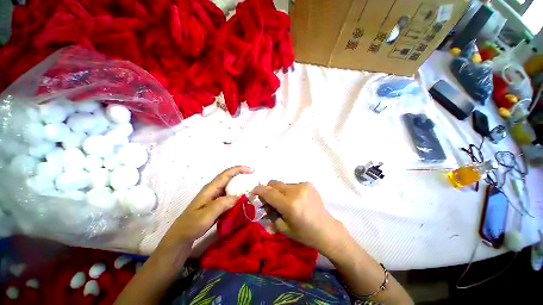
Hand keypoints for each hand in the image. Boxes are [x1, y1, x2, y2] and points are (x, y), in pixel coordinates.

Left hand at [162, 166, 252, 244]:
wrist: (181, 237)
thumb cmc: (192, 225)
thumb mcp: (206, 215)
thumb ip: (222, 204)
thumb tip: (239, 197)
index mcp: (211, 188)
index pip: (226, 174)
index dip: (239, 169)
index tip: (251, 170)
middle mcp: (213, 189)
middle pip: (229, 178)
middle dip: (242, 176)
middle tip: (254, 179)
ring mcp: (215, 197)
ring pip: (230, 187)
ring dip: (240, 185)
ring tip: (252, 188)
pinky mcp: (216, 204)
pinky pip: (230, 196)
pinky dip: (238, 195)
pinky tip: (243, 200)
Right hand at [253, 181, 347, 253]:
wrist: (327, 230)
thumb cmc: (304, 234)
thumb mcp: (283, 228)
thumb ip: (271, 212)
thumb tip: (264, 202)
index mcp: (289, 205)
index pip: (268, 192)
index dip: (259, 190)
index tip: (254, 192)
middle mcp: (296, 191)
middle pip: (275, 184)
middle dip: (269, 190)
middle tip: (270, 200)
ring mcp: (304, 186)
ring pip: (283, 184)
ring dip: (280, 191)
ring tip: (286, 202)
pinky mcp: (309, 184)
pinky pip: (292, 185)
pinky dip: (289, 191)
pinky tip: (296, 200)